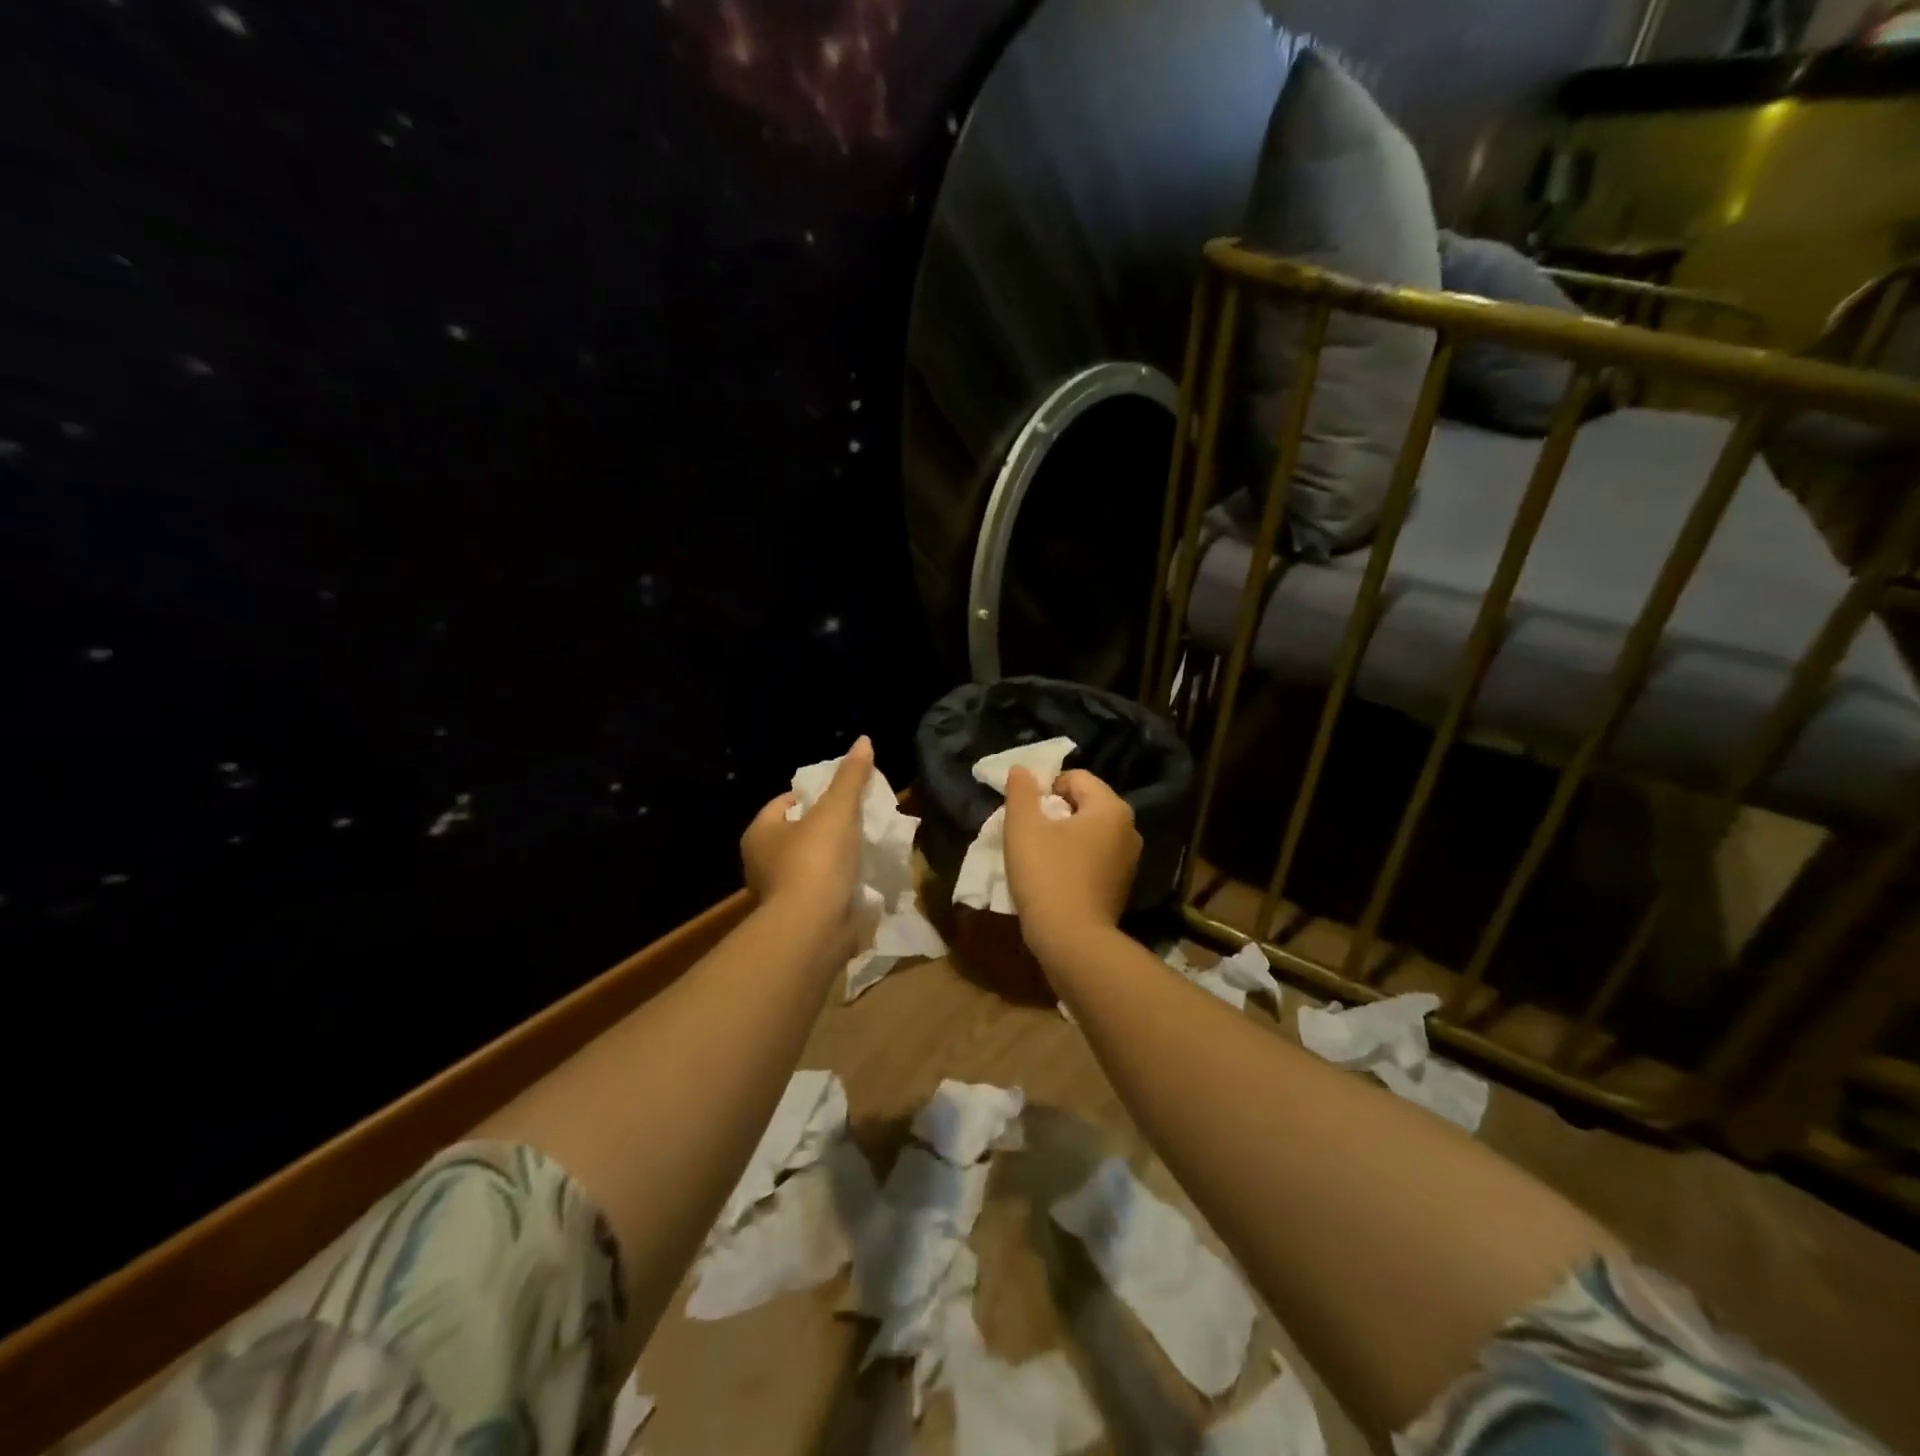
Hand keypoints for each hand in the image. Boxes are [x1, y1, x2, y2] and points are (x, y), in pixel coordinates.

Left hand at [741, 737, 873, 943]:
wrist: (814, 929)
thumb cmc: (817, 860)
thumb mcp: (837, 810)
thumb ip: (851, 777)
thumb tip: (864, 740)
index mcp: (760, 834)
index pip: (785, 802)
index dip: (813, 795)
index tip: (843, 795)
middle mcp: (761, 863)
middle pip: (799, 833)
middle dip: (827, 827)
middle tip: (859, 818)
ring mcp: (779, 894)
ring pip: (812, 864)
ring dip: (835, 858)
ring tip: (866, 847)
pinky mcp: (799, 918)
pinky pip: (822, 891)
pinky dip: (839, 885)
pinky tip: (862, 879)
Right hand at [1003, 766, 1140, 960]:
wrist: (1072, 942)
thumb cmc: (1047, 875)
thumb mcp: (1023, 826)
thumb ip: (1021, 791)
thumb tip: (1022, 769)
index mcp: (1111, 808)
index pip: (1075, 778)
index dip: (1045, 789)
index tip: (1026, 814)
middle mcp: (1129, 829)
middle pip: (1084, 805)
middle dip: (1054, 813)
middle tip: (1029, 834)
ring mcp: (1129, 861)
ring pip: (1089, 833)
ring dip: (1063, 838)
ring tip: (1039, 858)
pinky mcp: (1121, 887)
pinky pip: (1094, 859)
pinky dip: (1074, 861)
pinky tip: (1054, 879)